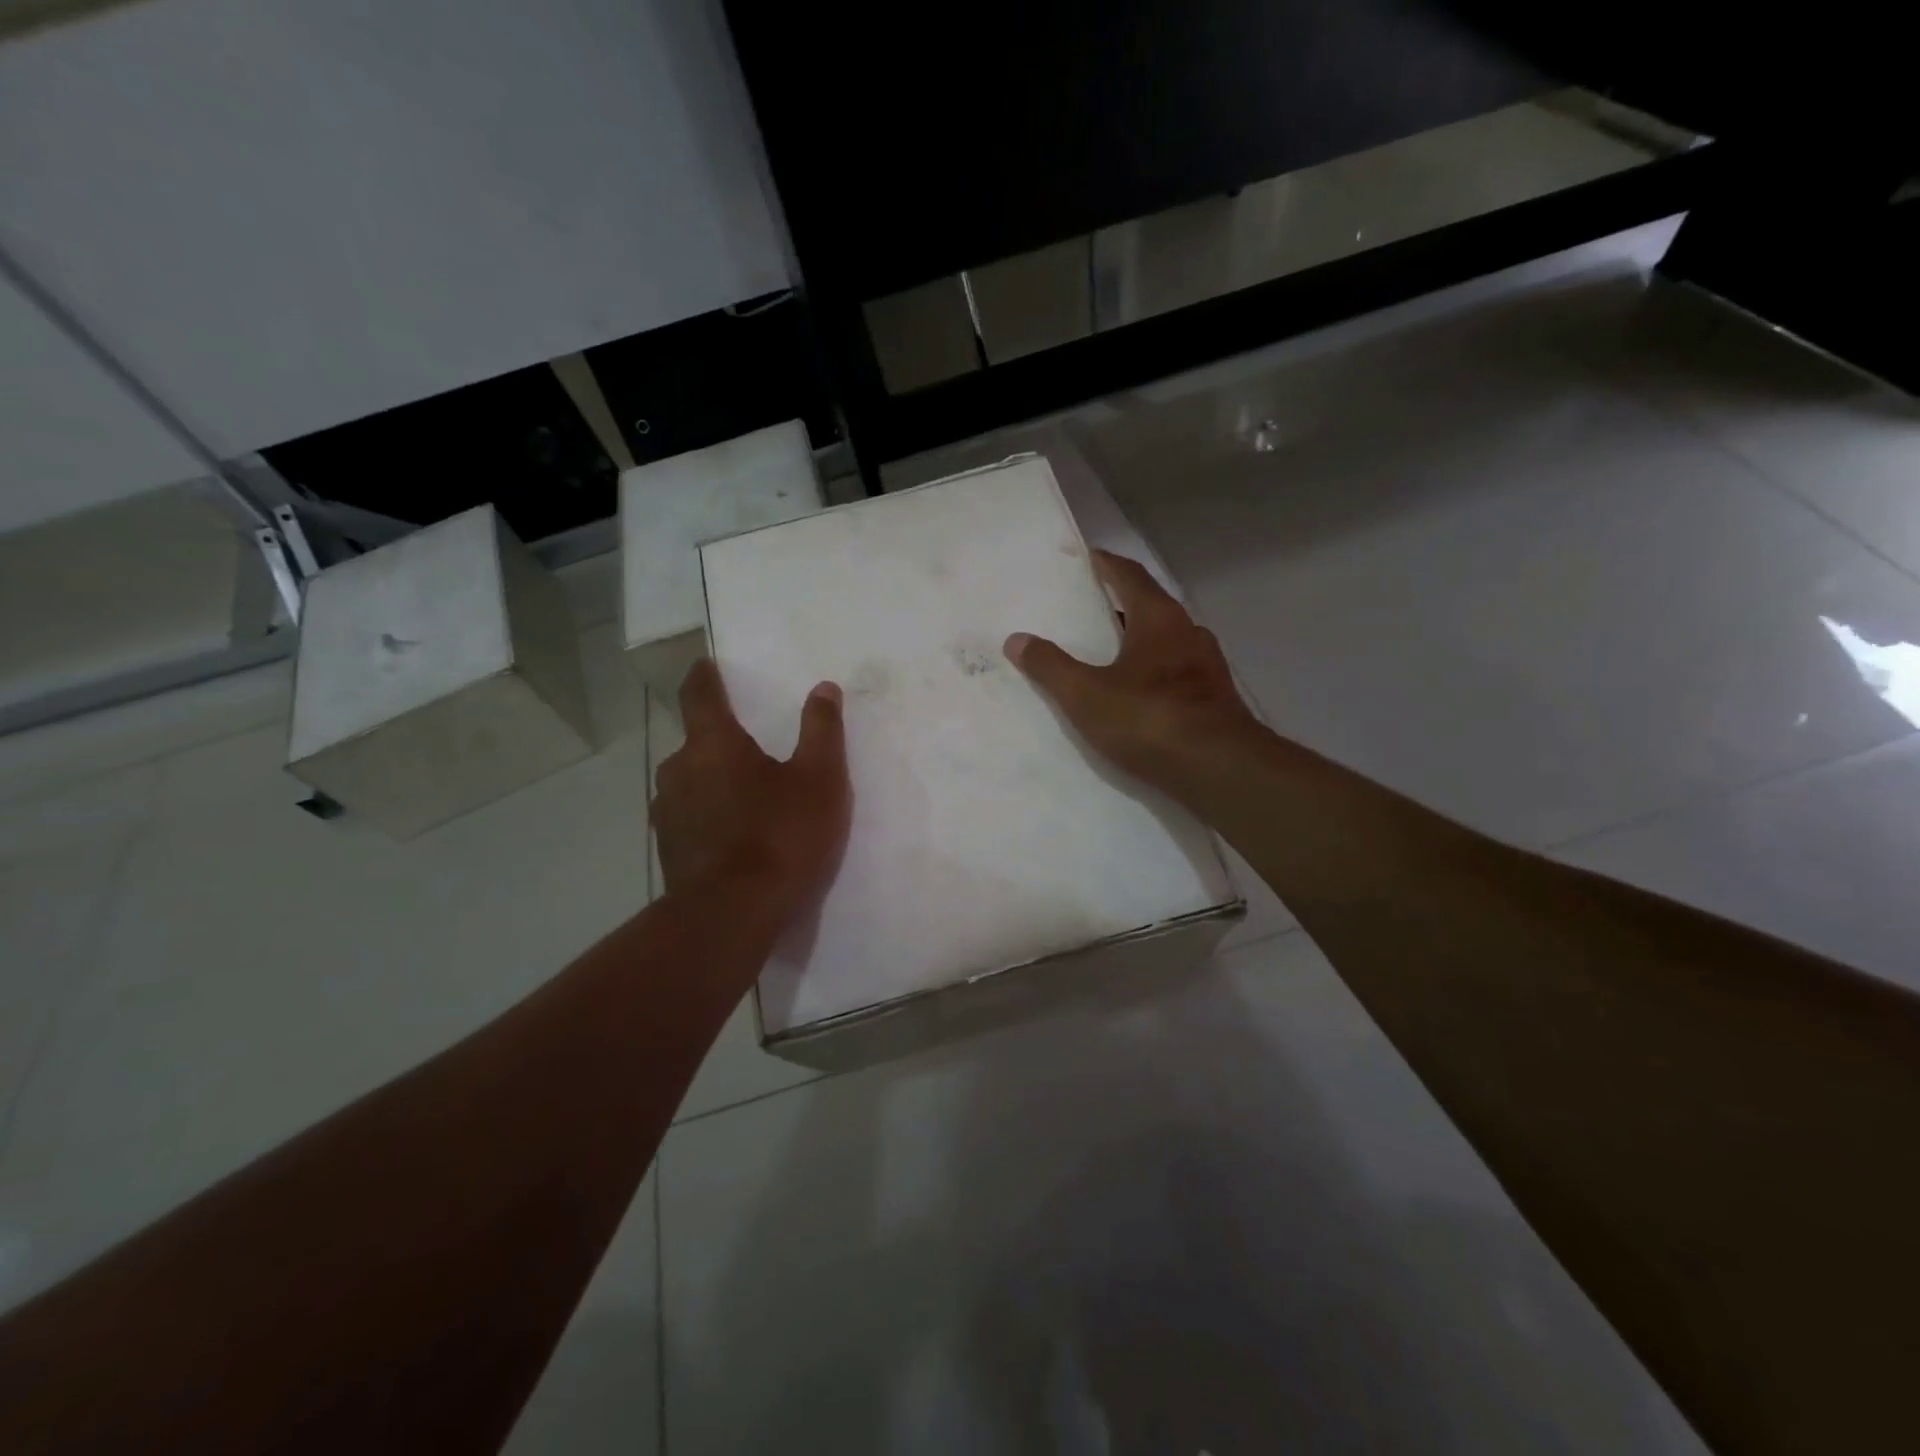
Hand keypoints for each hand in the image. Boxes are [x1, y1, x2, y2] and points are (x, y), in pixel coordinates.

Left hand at [652, 660, 850, 917]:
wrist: (732, 916)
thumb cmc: (781, 836)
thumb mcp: (820, 779)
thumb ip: (822, 730)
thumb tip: (823, 688)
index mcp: (713, 744)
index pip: (700, 694)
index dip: (705, 677)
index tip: (706, 665)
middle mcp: (679, 770)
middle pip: (696, 742)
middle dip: (720, 741)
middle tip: (751, 750)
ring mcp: (667, 812)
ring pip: (690, 782)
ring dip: (713, 781)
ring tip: (745, 798)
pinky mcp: (668, 849)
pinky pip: (689, 817)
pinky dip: (708, 815)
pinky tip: (733, 837)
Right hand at [1004, 550, 1261, 791]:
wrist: (1218, 769)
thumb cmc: (1149, 718)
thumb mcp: (1086, 694)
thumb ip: (1050, 666)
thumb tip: (1016, 639)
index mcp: (1159, 618)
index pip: (1130, 576)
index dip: (1106, 565)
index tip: (1087, 557)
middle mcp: (1188, 632)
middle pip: (1149, 607)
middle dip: (1118, 607)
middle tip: (1085, 610)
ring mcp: (1206, 666)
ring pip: (1165, 643)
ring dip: (1137, 643)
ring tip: (1104, 654)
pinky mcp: (1214, 699)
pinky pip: (1174, 673)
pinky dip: (1151, 674)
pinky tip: (1134, 695)